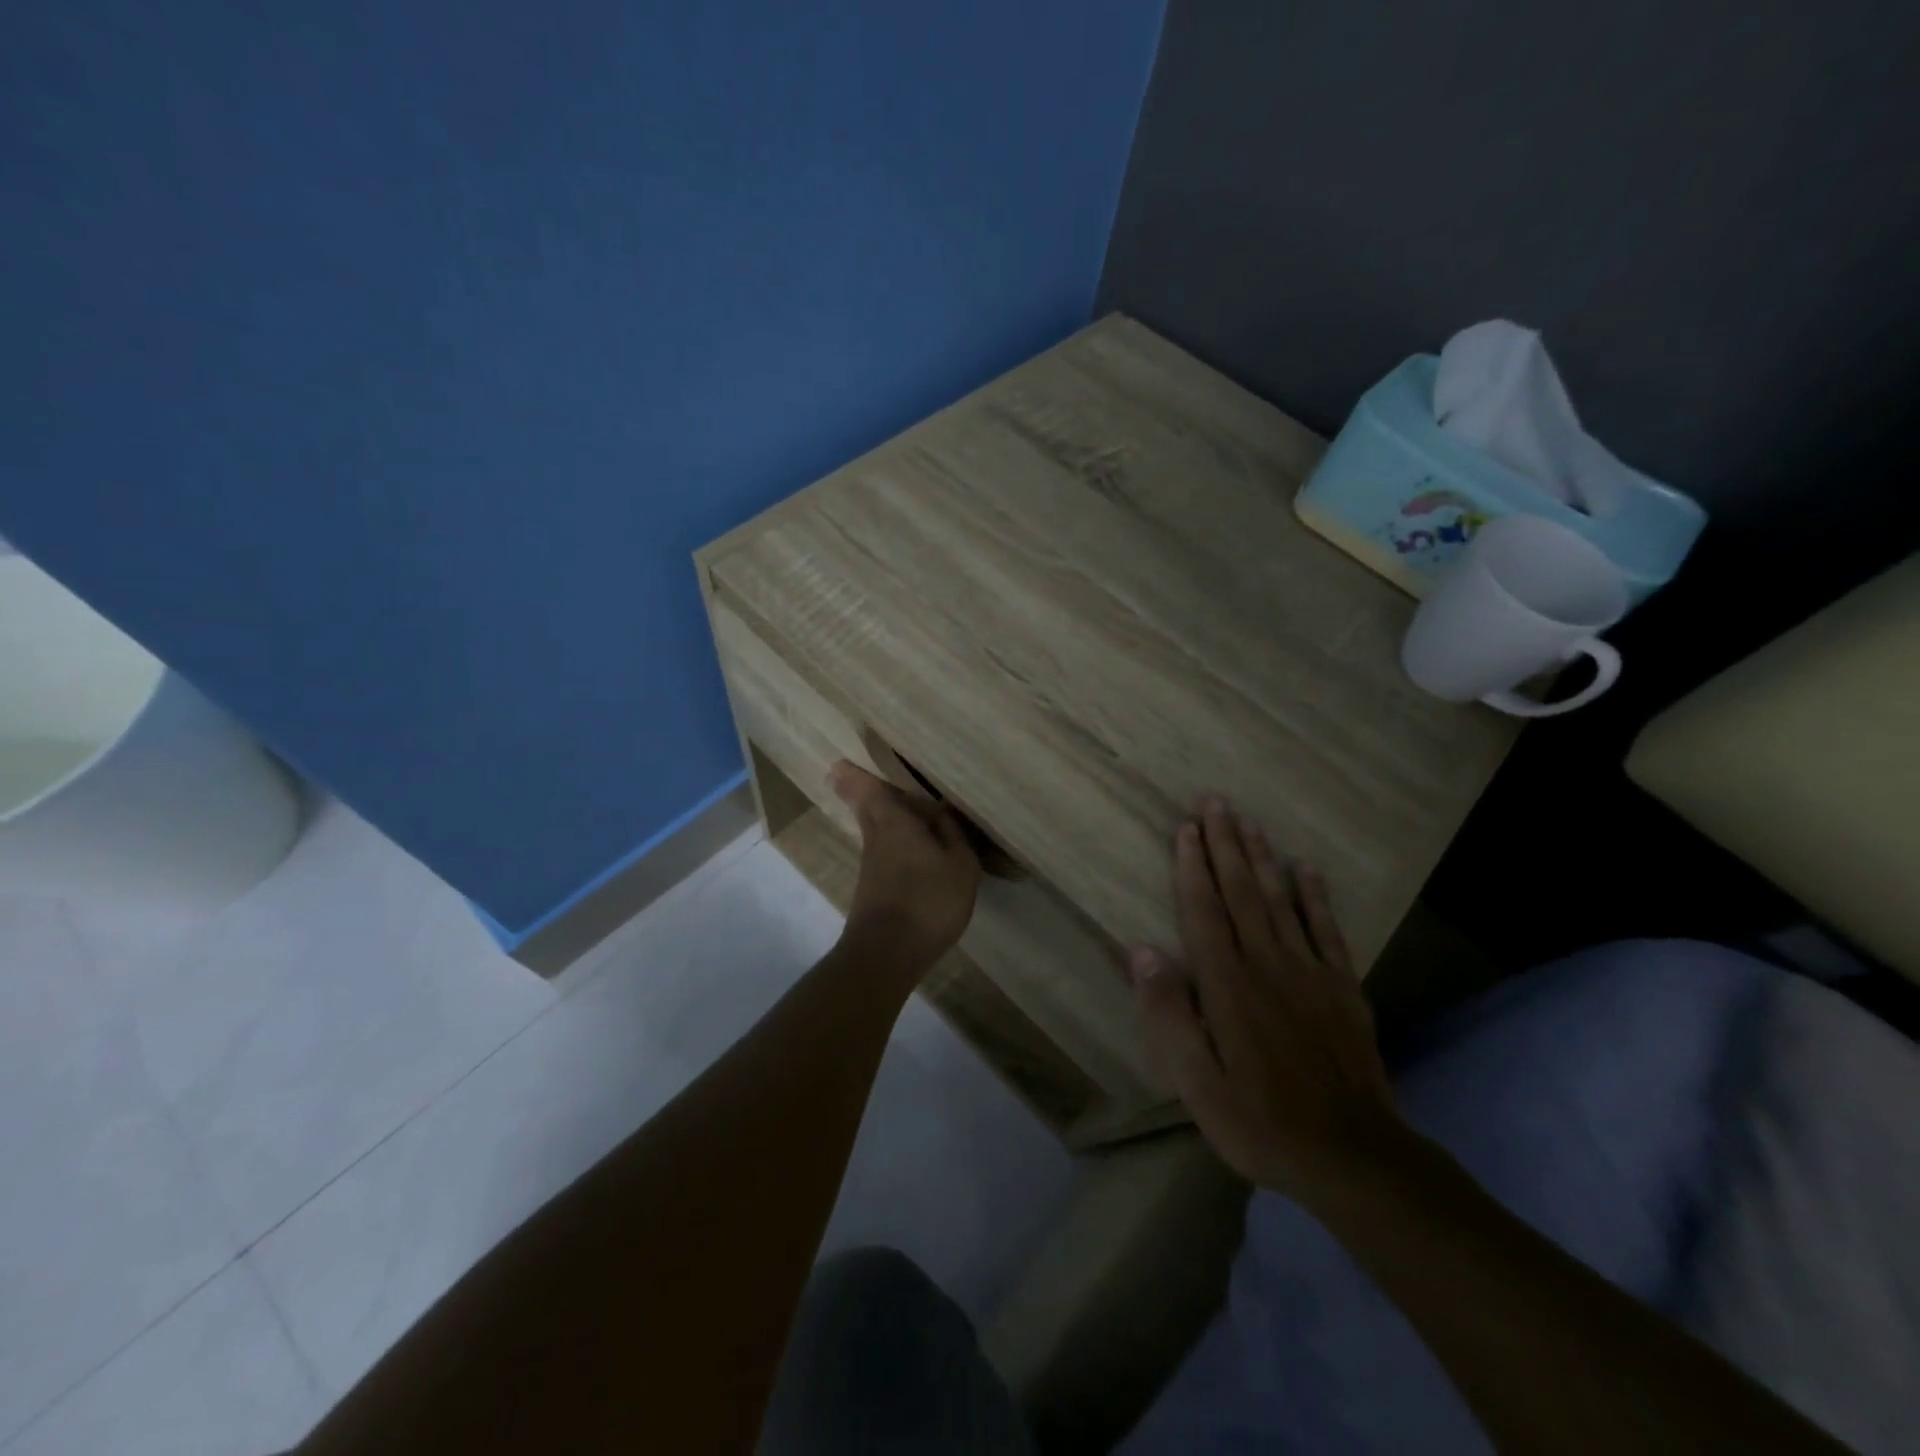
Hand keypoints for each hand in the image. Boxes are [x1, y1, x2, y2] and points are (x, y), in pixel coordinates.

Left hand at [828, 761, 980, 967]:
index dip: (854, 774)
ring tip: (915, 812)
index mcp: (893, 821)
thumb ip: (952, 834)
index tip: (840, 762)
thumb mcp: (960, 865)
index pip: (866, 788)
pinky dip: (897, 842)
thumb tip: (941, 813)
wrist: (887, 954)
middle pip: (867, 806)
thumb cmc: (928, 901)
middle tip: (873, 779)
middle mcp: (876, 836)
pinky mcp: (874, 887)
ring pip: (876, 828)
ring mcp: (872, 864)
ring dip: (888, 817)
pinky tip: (919, 851)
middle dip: (866, 791)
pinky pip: (885, 850)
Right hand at [1131, 798, 1400, 1204]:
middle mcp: (1268, 965)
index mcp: (1228, 985)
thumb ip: (1170, 1014)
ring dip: (1261, 857)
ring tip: (1249, 821)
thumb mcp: (1197, 1083)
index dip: (1193, 867)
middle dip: (1225, 845)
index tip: (1186, 829)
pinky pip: (1327, 930)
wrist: (1354, 1157)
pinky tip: (1306, 868)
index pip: (1205, 912)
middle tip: (1215, 802)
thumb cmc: (1260, 1121)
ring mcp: (1310, 973)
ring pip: (1280, 900)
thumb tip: (1141, 952)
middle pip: (1241, 893)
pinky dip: (1315, 895)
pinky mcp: (1343, 988)